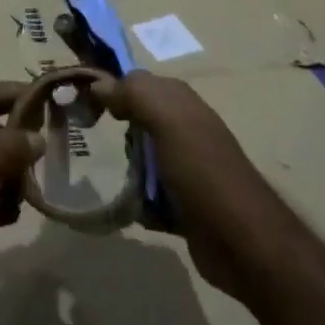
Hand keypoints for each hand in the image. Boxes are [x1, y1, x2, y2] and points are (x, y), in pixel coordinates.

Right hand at [91, 71, 276, 300]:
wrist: (243, 242)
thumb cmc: (202, 170)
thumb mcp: (167, 120)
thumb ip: (134, 94)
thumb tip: (98, 84)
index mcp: (180, 102)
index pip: (135, 82)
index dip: (110, 88)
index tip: (81, 102)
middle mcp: (182, 128)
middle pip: (136, 120)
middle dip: (116, 130)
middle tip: (91, 141)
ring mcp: (184, 168)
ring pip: (140, 159)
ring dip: (125, 170)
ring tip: (107, 179)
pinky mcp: (182, 205)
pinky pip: (147, 195)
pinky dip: (137, 202)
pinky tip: (129, 209)